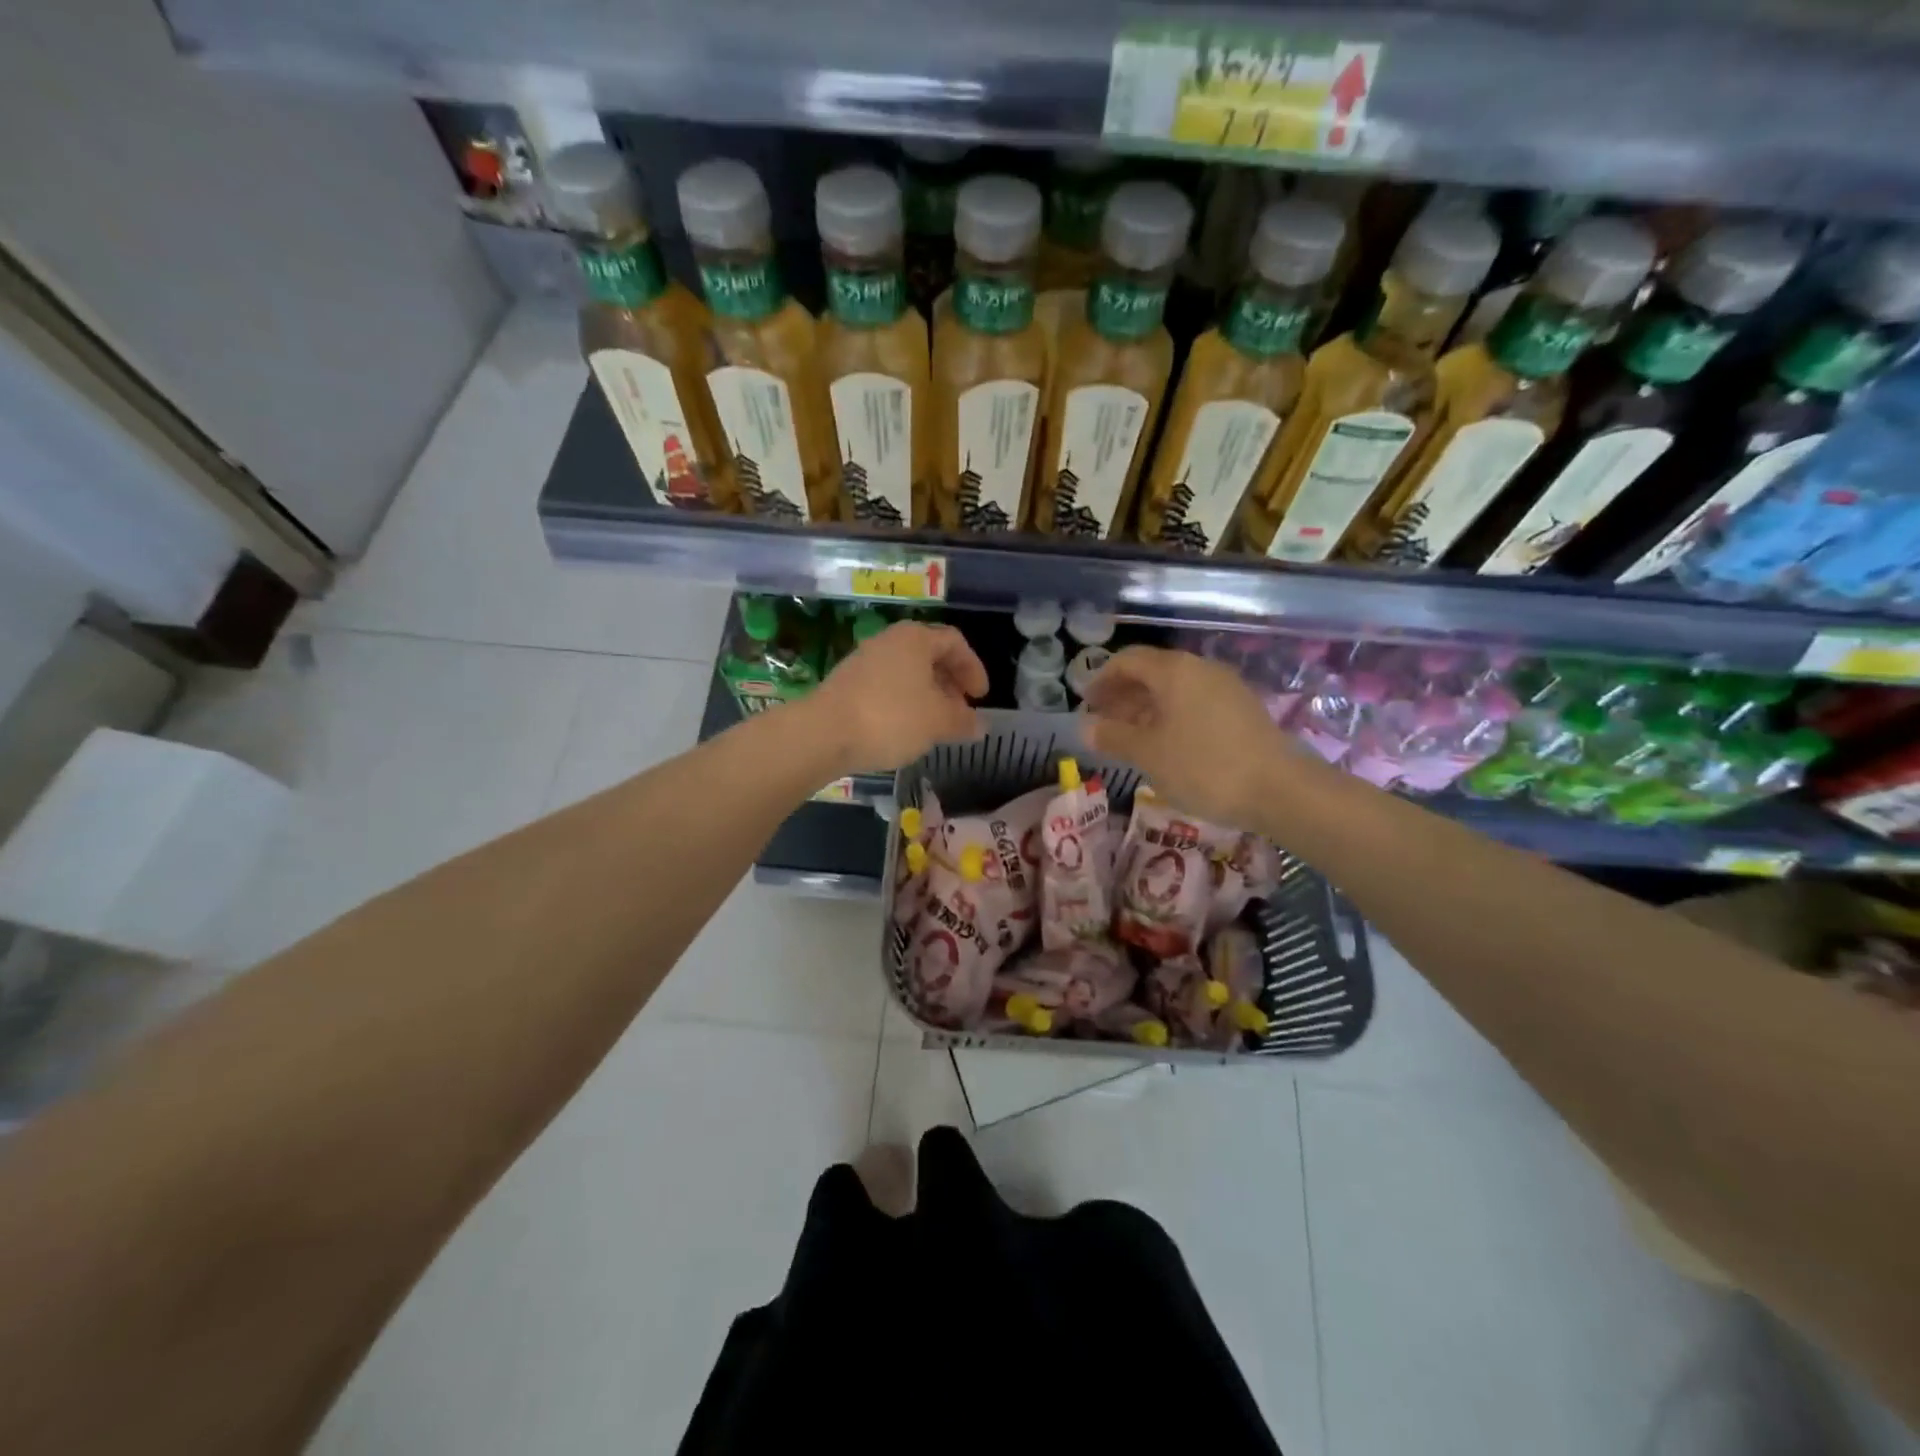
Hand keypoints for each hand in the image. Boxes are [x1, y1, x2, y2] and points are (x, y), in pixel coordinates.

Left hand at [801, 621, 987, 772]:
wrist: (823, 733)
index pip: (954, 642)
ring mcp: (864, 660)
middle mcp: (889, 641)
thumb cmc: (891, 718)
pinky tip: (904, 729)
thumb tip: (980, 725)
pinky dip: (903, 702)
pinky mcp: (847, 683)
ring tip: (935, 725)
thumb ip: (963, 721)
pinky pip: (886, 686)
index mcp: (916, 638)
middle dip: (950, 683)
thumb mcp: (938, 722)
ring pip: (906, 672)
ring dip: (926, 695)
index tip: (980, 697)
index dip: (973, 668)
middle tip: (960, 711)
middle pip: (929, 656)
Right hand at [1081, 645, 1302, 825]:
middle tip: (1103, 725)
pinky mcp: (1242, 709)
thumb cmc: (1203, 767)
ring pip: (1175, 689)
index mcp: (1173, 670)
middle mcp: (1200, 669)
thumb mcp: (1148, 754)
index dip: (1101, 680)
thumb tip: (1085, 726)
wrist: (1279, 790)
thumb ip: (1113, 736)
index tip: (1086, 705)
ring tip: (1130, 739)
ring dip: (1146, 709)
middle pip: (1152, 672)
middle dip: (1123, 696)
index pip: (1127, 661)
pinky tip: (1166, 745)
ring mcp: (1225, 688)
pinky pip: (1195, 703)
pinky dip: (1172, 717)